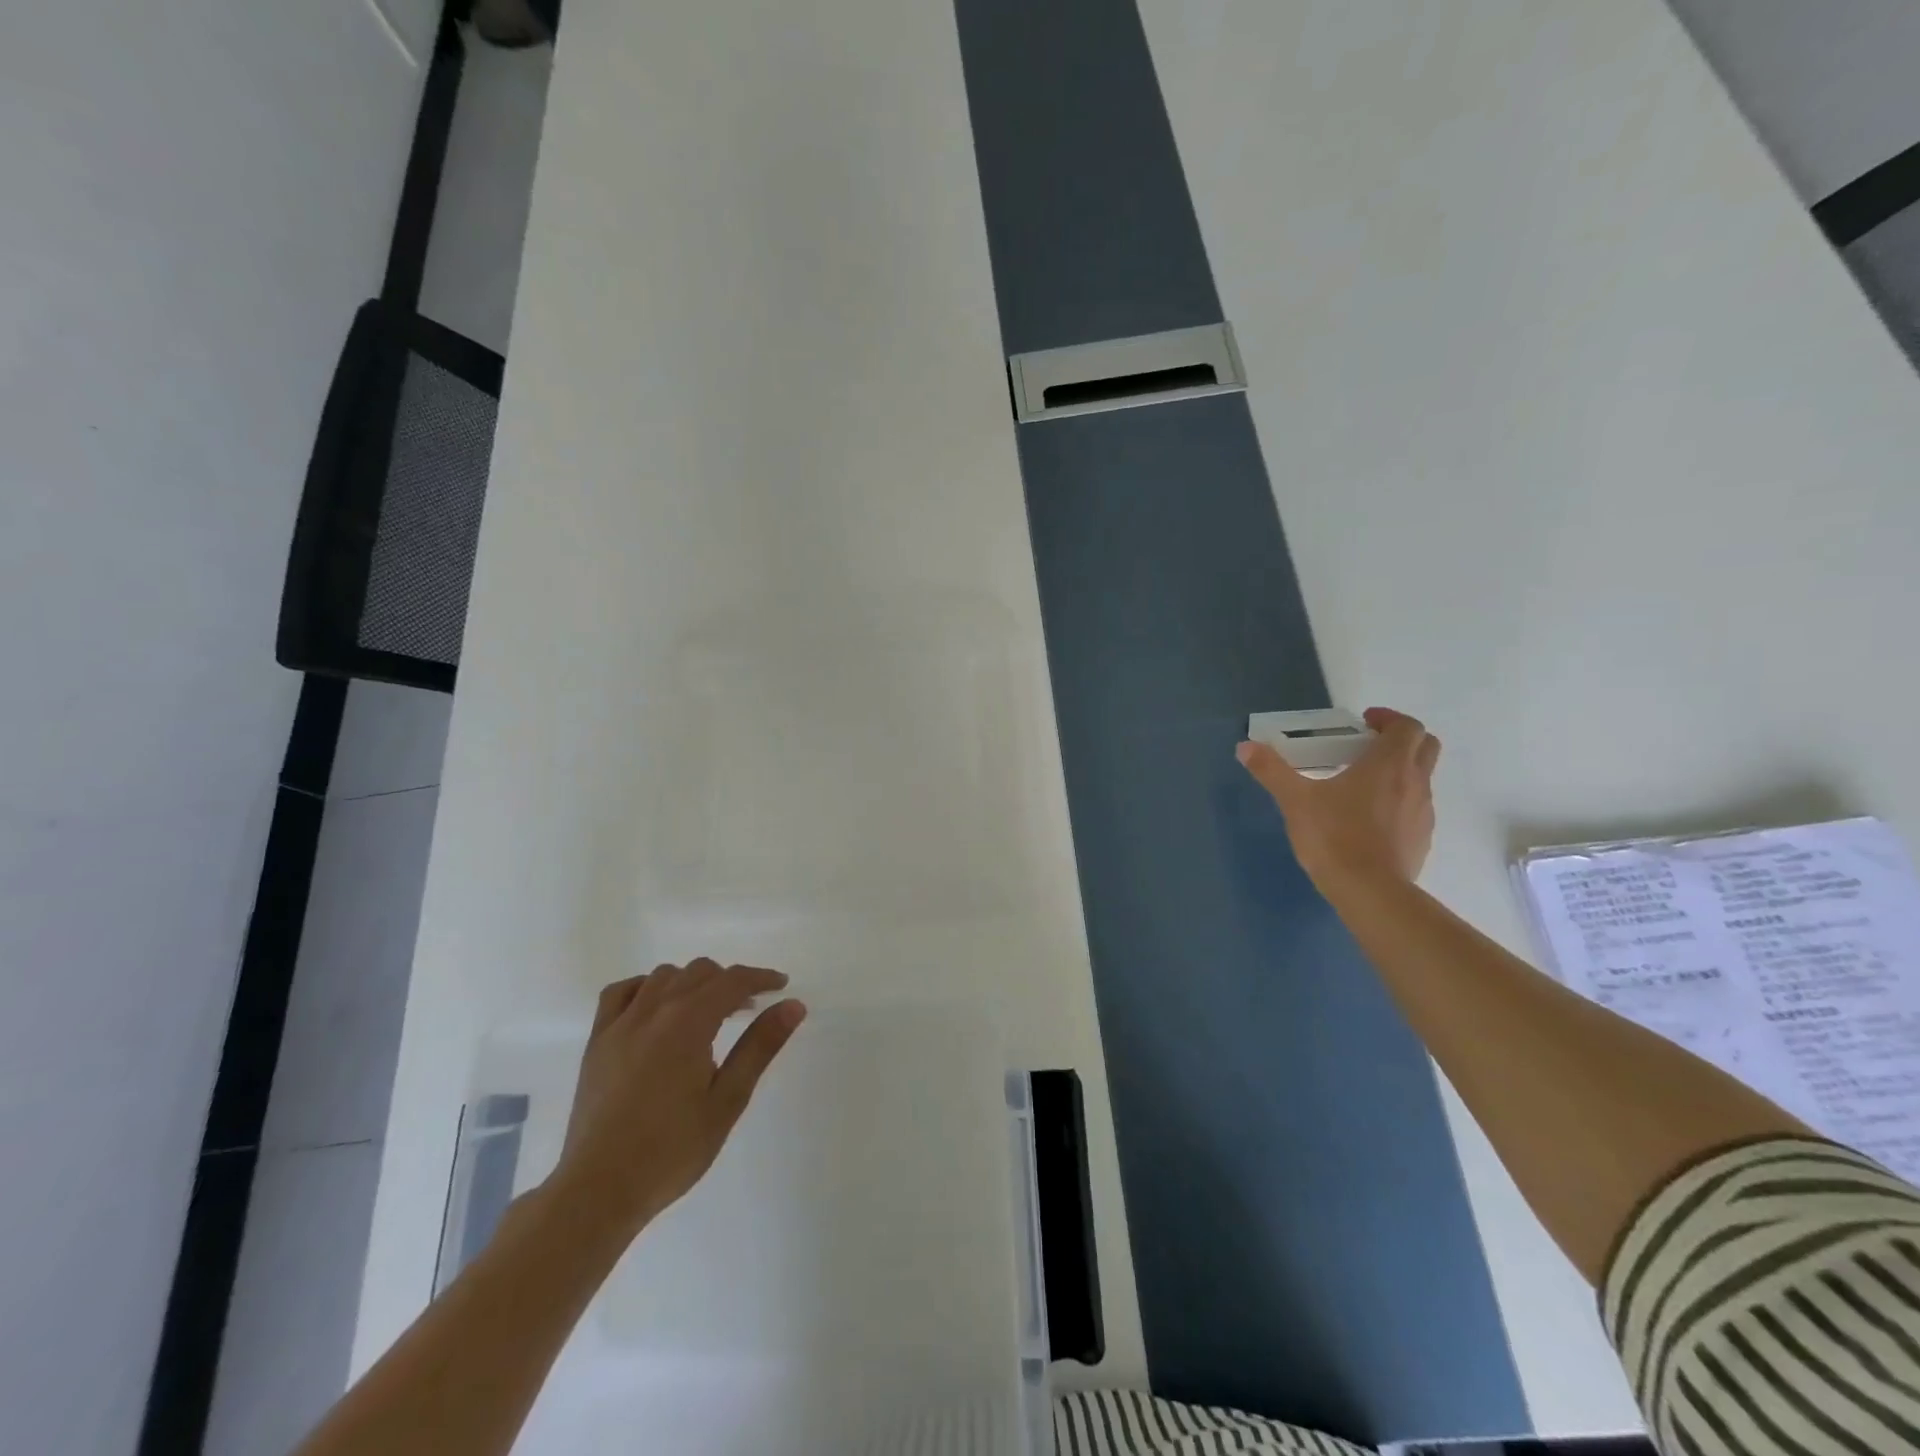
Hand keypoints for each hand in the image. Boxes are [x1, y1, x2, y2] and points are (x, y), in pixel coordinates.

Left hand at [546, 960, 805, 1239]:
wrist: (599, 1190)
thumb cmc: (672, 1150)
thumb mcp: (728, 1100)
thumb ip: (760, 1046)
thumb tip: (793, 1005)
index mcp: (688, 1023)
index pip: (732, 981)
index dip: (761, 977)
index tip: (781, 985)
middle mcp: (653, 1011)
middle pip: (699, 972)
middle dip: (729, 982)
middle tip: (748, 1010)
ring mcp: (620, 1024)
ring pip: (663, 976)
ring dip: (691, 983)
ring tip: (706, 1013)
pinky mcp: (597, 1041)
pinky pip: (622, 993)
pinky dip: (646, 988)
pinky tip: (657, 1010)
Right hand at [1236, 707, 1441, 892]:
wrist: (1370, 891)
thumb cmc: (1334, 836)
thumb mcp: (1295, 800)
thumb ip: (1271, 770)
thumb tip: (1245, 747)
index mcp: (1389, 764)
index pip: (1407, 726)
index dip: (1388, 719)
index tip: (1364, 723)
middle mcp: (1415, 782)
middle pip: (1426, 746)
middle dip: (1401, 739)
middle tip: (1368, 746)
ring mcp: (1423, 813)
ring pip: (1421, 779)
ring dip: (1399, 772)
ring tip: (1362, 785)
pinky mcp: (1422, 839)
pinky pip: (1415, 809)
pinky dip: (1399, 802)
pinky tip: (1369, 820)